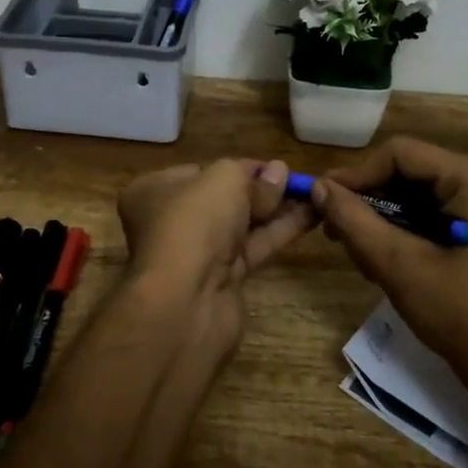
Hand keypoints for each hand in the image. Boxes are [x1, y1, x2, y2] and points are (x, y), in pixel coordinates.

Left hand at [117, 159, 315, 350]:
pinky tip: (309, 217)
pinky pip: (253, 248)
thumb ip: (254, 176)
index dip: (240, 167)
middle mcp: (170, 221)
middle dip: (261, 189)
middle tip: (297, 180)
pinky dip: (279, 232)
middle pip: (223, 198)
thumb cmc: (194, 223)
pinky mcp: (221, 280)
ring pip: (241, 224)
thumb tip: (278, 173)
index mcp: (154, 191)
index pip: (202, 171)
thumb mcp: (224, 180)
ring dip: (276, 209)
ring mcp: (196, 254)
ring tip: (312, 194)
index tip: (274, 165)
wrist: (186, 302)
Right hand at [311, 137, 467, 432]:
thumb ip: (355, 221)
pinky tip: (377, 263)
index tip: (320, 201)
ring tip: (356, 254)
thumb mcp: (400, 266)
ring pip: (407, 194)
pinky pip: (420, 213)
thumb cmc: (462, 315)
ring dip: (377, 220)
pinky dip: (395, 233)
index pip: (399, 154)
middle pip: (403, 172)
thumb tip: (317, 187)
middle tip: (332, 232)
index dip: (356, 174)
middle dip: (366, 201)